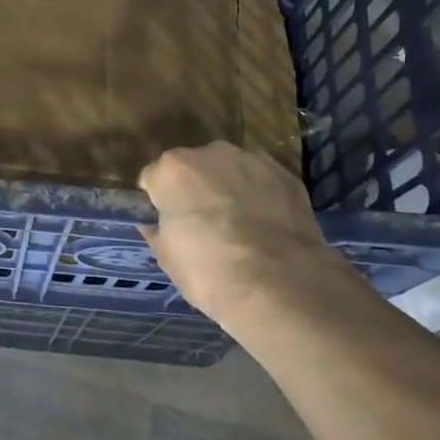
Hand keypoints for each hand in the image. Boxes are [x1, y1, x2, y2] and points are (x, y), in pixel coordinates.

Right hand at [139, 142, 359, 326]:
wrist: (282, 286)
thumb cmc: (210, 271)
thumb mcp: (168, 258)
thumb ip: (157, 231)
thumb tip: (154, 225)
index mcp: (173, 169)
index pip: (153, 179)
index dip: (158, 202)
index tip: (167, 224)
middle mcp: (211, 153)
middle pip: (193, 168)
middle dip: (194, 190)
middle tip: (202, 226)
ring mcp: (253, 161)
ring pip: (229, 171)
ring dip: (228, 190)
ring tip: (239, 228)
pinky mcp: (287, 176)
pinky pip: (261, 182)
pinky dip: (260, 197)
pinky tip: (265, 228)